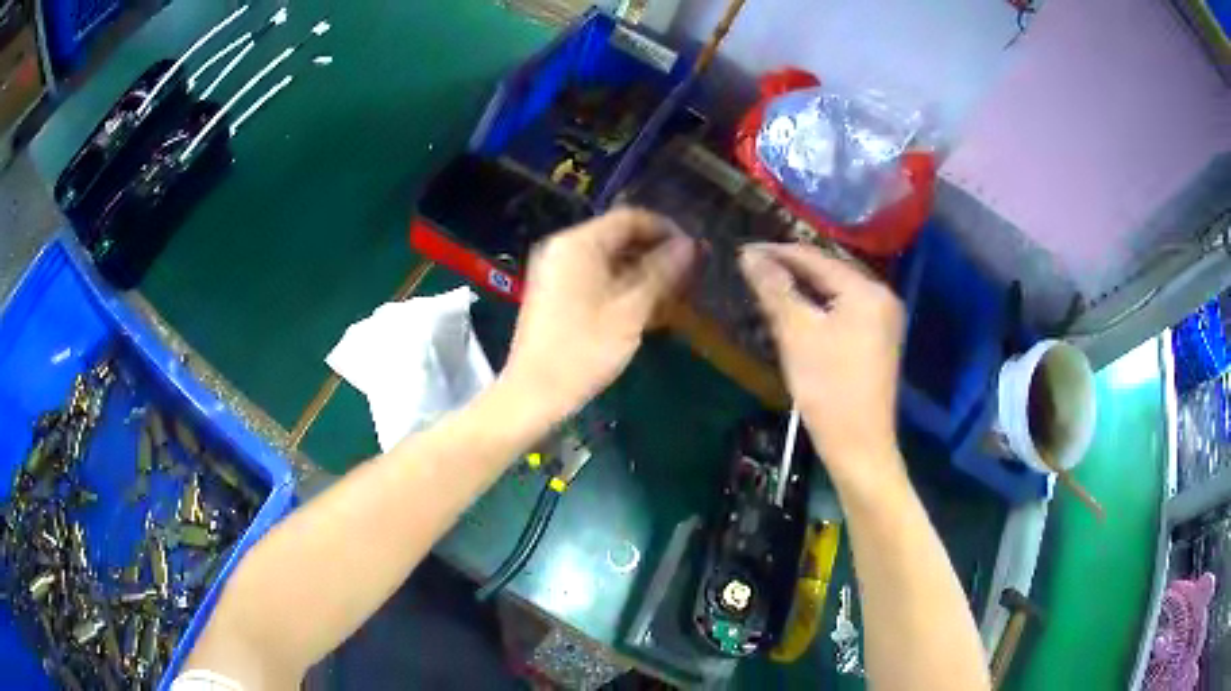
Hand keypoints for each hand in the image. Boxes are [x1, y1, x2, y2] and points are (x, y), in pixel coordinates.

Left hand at [503, 208, 695, 420]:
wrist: (534, 393)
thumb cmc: (583, 350)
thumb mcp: (630, 310)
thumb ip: (662, 272)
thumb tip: (690, 244)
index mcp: (578, 244)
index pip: (629, 218)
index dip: (665, 229)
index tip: (693, 251)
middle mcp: (564, 248)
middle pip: (618, 237)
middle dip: (655, 253)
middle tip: (688, 275)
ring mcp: (556, 271)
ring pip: (608, 259)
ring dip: (641, 272)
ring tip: (673, 294)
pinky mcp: (555, 292)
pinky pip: (595, 276)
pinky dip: (621, 285)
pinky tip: (645, 307)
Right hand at [739, 243, 904, 480]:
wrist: (859, 445)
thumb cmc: (828, 388)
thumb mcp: (797, 334)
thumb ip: (775, 289)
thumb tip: (749, 255)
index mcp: (867, 290)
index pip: (815, 257)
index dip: (777, 252)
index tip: (742, 252)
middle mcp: (882, 296)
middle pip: (830, 271)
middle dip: (790, 268)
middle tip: (752, 268)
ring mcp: (884, 319)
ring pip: (836, 291)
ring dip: (803, 287)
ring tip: (768, 285)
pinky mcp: (879, 339)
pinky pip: (845, 309)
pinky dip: (819, 305)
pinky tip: (797, 310)